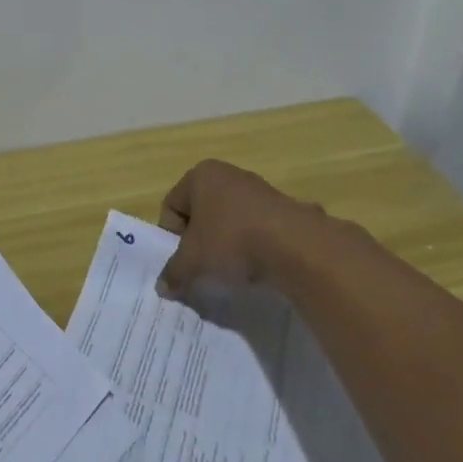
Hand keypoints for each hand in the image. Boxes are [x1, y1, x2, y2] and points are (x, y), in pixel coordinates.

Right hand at [156, 159, 376, 300]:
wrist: (298, 247)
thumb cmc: (231, 241)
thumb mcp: (192, 262)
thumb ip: (174, 273)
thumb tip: (164, 287)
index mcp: (201, 176)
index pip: (172, 206)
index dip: (172, 237)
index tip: (183, 261)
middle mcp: (229, 175)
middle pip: (202, 212)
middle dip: (200, 241)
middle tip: (204, 267)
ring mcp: (261, 190)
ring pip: (231, 221)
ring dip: (228, 245)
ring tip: (234, 272)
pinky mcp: (287, 209)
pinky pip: (259, 230)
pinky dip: (255, 247)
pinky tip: (260, 268)